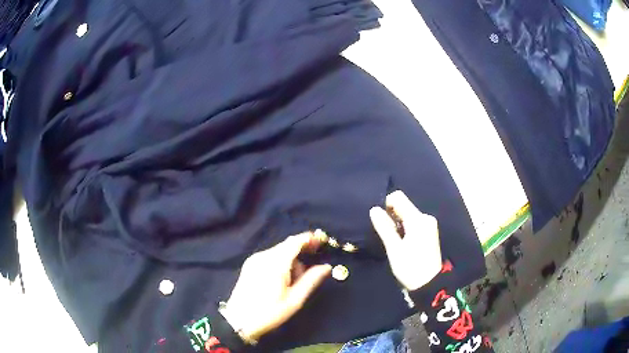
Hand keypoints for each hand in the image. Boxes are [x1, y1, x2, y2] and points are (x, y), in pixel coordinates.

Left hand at [222, 232, 331, 341]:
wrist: (239, 320)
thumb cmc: (270, 312)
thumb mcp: (294, 300)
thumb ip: (311, 280)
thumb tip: (326, 267)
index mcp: (275, 263)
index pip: (294, 242)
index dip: (309, 239)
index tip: (321, 241)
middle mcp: (263, 256)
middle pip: (286, 246)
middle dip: (300, 253)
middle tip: (308, 272)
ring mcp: (254, 259)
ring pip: (278, 251)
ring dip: (290, 260)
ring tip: (292, 282)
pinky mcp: (249, 265)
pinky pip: (269, 257)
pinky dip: (279, 262)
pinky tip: (280, 279)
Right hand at [370, 190, 441, 290]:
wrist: (430, 284)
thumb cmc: (411, 267)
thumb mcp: (394, 249)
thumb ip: (384, 227)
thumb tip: (374, 209)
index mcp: (418, 219)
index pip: (398, 198)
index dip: (385, 204)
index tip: (378, 220)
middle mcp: (425, 217)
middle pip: (404, 205)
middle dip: (391, 215)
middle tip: (383, 233)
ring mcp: (429, 224)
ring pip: (408, 214)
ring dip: (397, 222)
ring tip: (391, 239)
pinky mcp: (429, 232)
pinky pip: (413, 222)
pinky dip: (404, 227)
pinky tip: (400, 241)